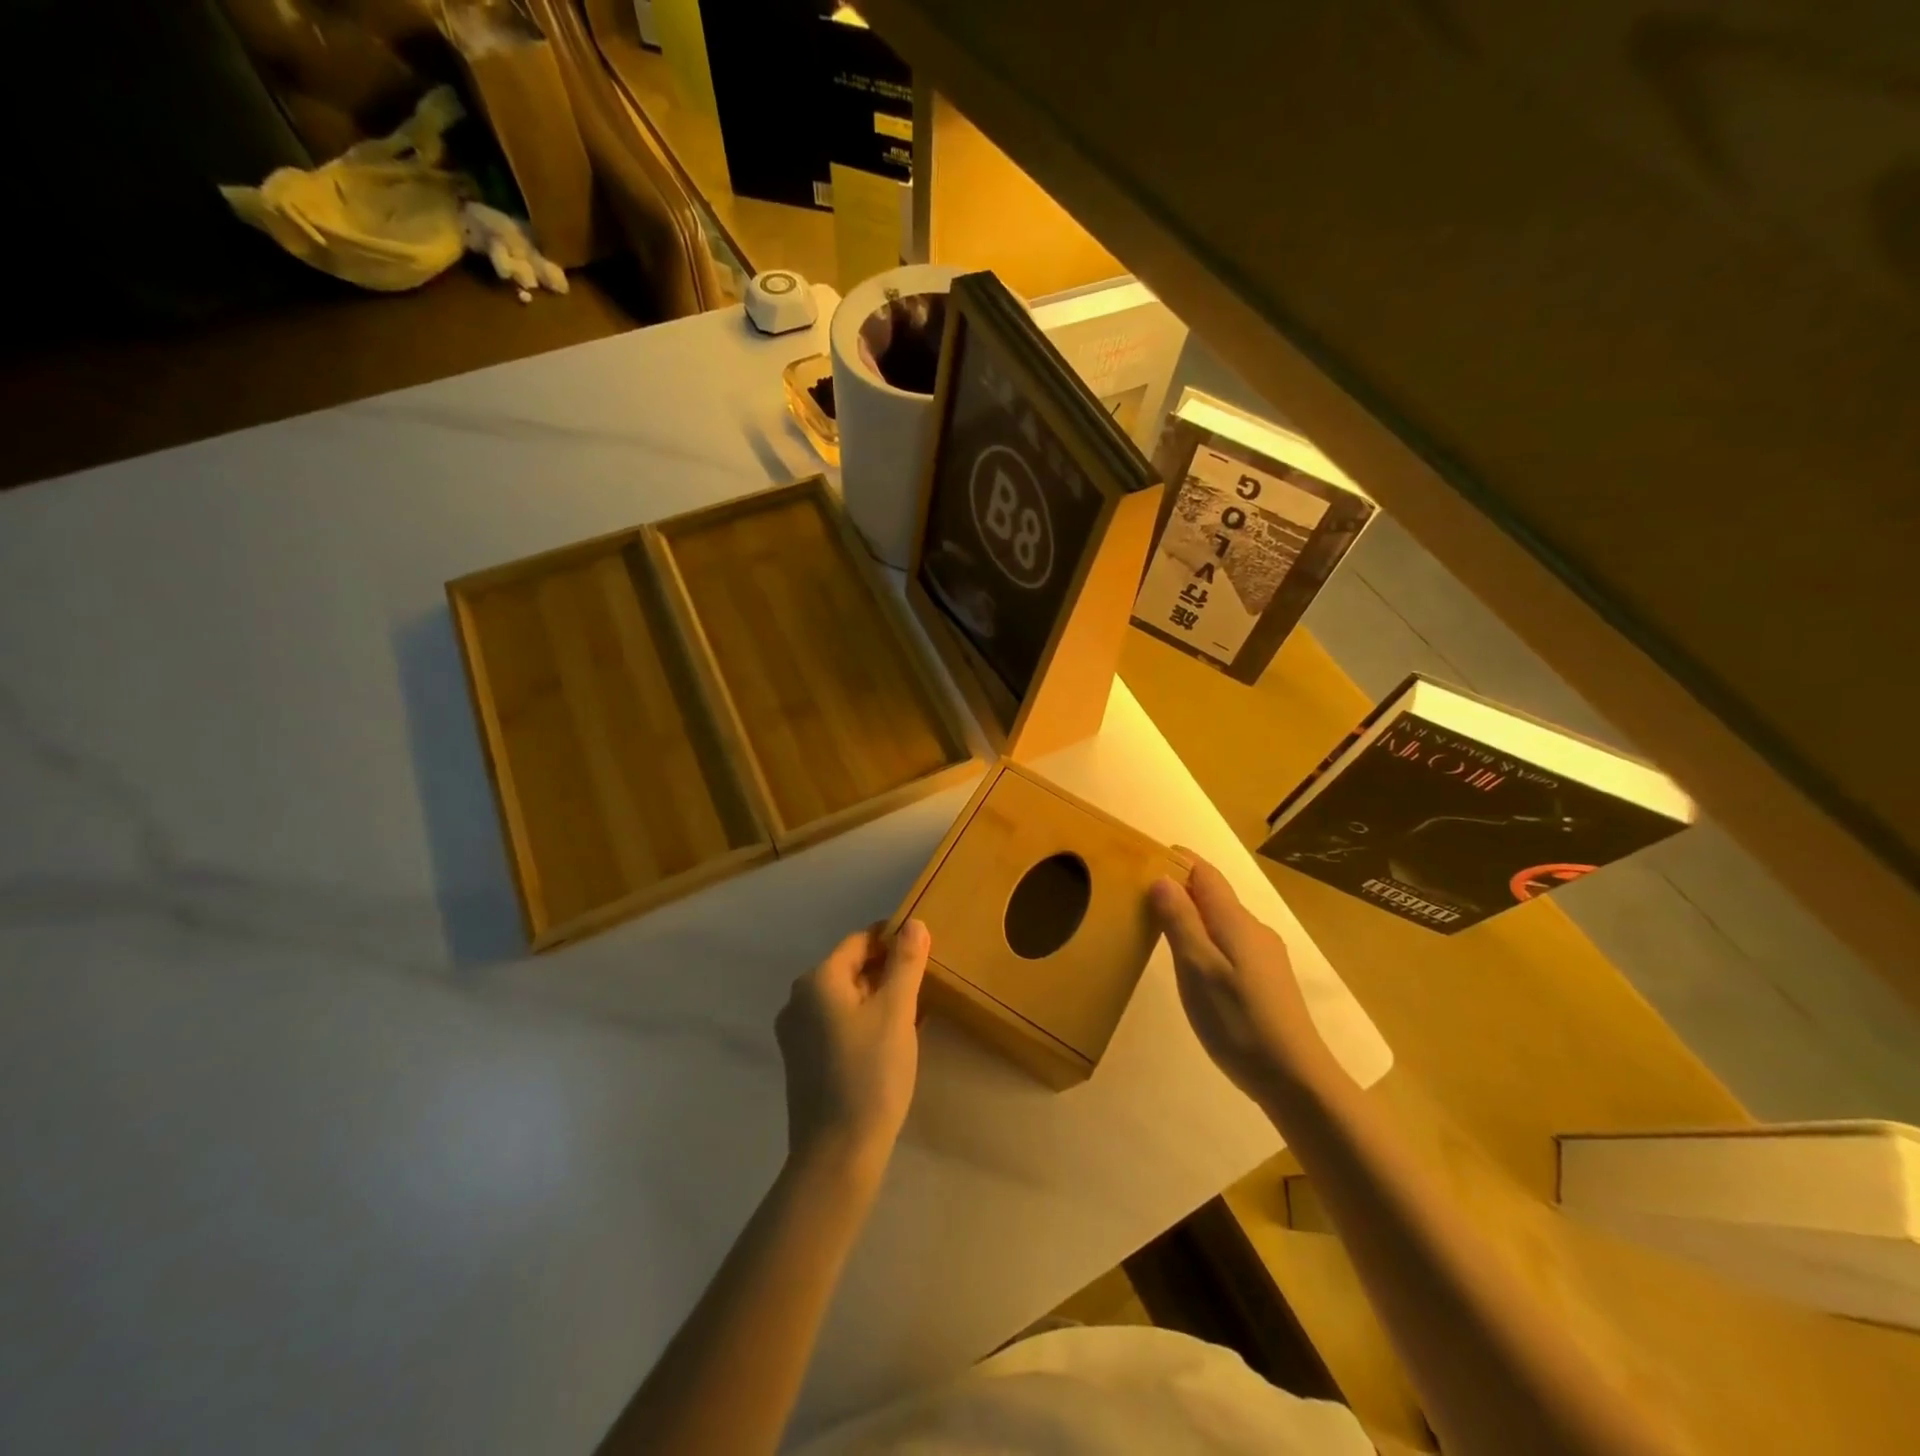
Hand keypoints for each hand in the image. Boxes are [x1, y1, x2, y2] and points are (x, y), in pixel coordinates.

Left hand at [775, 920, 929, 1176]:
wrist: (837, 1154)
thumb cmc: (870, 1073)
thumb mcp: (896, 1012)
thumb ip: (906, 963)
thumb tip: (914, 923)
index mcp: (817, 980)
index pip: (859, 942)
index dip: (893, 941)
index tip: (925, 950)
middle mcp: (798, 1000)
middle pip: (850, 969)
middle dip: (887, 971)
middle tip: (925, 982)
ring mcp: (796, 1033)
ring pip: (844, 999)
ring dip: (877, 998)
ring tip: (914, 1011)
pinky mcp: (802, 1061)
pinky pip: (836, 1024)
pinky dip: (863, 1022)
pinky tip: (890, 1040)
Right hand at [1150, 856, 1337, 1102]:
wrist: (1295, 1079)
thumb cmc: (1238, 1020)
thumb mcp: (1197, 968)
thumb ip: (1179, 921)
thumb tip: (1162, 878)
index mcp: (1235, 922)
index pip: (1205, 874)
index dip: (1178, 861)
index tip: (1147, 856)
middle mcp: (1254, 930)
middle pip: (1215, 896)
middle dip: (1181, 888)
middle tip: (1142, 895)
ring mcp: (1265, 956)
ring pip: (1223, 922)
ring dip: (1193, 916)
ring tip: (1161, 929)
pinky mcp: (1268, 981)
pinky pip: (1231, 944)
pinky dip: (1207, 940)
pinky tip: (1195, 966)